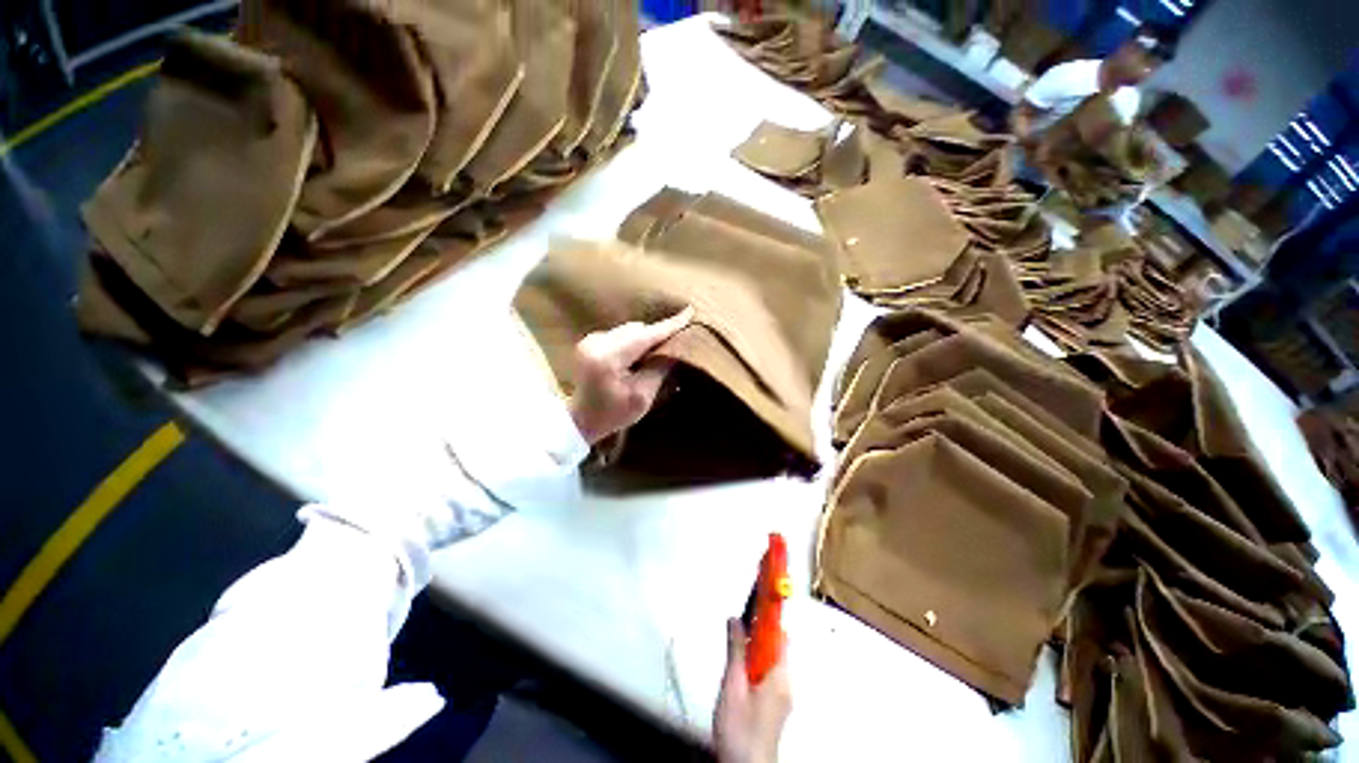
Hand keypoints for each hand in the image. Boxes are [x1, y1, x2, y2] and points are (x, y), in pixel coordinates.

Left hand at [568, 307, 693, 445]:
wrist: (580, 420)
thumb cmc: (613, 414)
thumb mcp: (642, 397)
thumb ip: (659, 369)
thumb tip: (674, 348)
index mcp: (608, 357)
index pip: (646, 335)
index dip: (669, 325)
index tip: (690, 311)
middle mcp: (597, 342)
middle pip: (637, 329)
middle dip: (656, 336)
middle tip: (673, 348)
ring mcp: (591, 340)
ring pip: (629, 331)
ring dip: (644, 340)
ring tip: (652, 358)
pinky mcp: (590, 342)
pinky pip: (620, 335)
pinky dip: (632, 344)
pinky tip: (635, 360)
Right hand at [714, 618, 790, 762]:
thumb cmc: (739, 728)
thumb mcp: (732, 686)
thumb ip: (736, 651)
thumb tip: (735, 619)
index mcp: (780, 675)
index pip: (780, 635)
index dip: (770, 614)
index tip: (760, 594)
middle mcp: (786, 682)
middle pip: (776, 645)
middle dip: (758, 633)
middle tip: (737, 630)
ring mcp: (782, 696)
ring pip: (770, 660)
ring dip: (754, 649)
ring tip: (734, 654)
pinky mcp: (775, 706)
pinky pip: (768, 674)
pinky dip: (755, 664)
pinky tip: (739, 675)